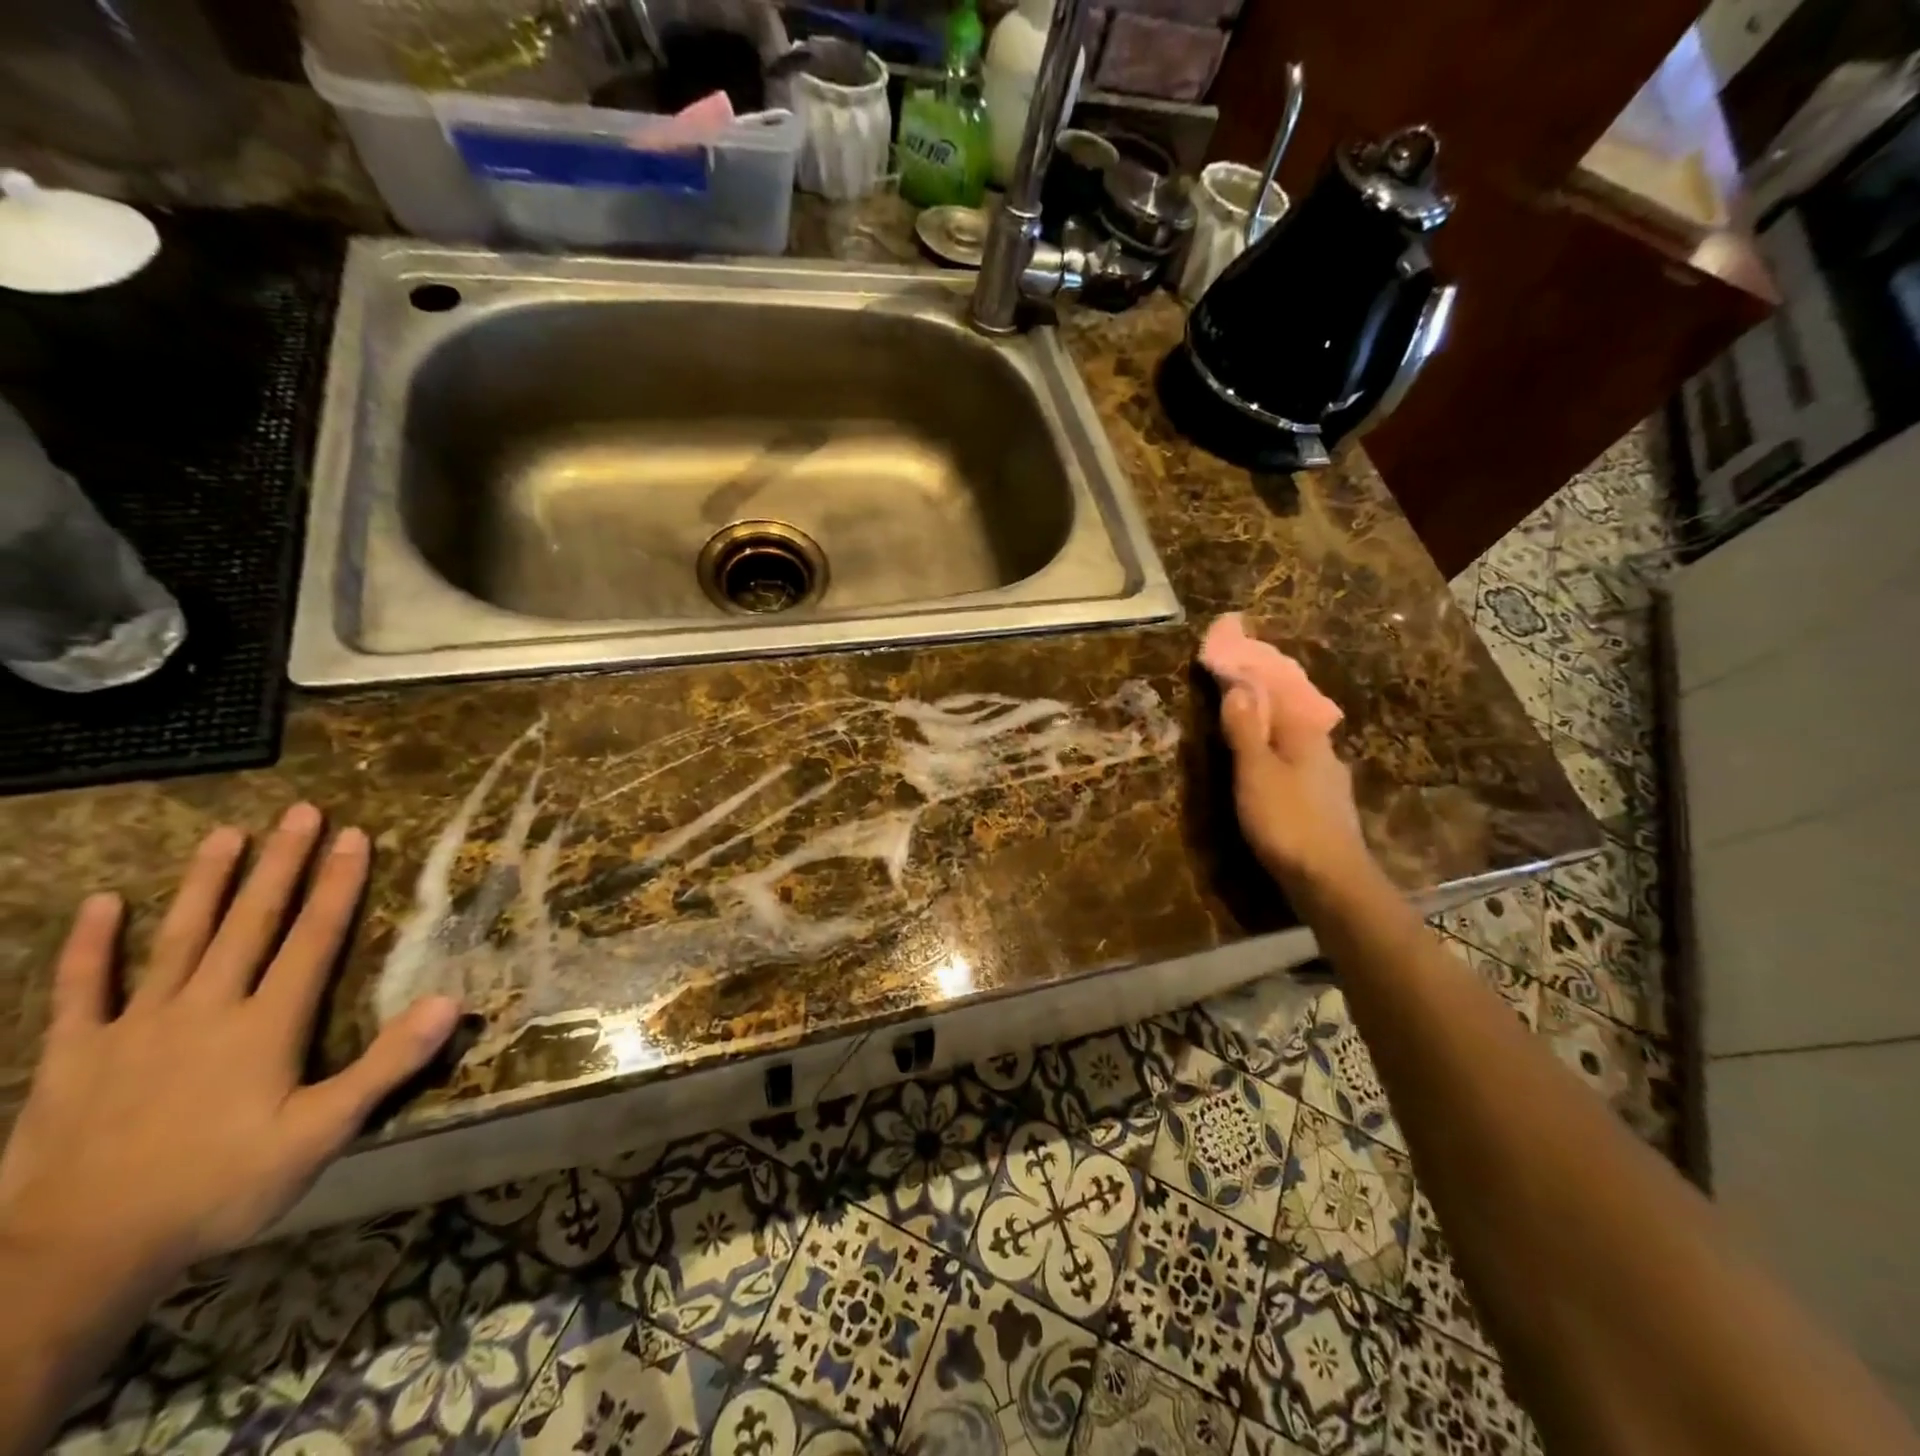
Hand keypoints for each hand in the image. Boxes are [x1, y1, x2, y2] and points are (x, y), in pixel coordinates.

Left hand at [0, 805, 461, 1291]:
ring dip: (206, 883)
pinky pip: (81, 988)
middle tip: (299, 811)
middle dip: (281, 863)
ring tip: (225, 833)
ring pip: (179, 938)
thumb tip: (450, 1001)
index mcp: (265, 1024)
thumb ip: (386, 1064)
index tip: (354, 836)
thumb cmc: (218, 1189)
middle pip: (252, 922)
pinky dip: (91, 944)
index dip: (338, 884)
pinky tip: (105, 903)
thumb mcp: (321, 1134)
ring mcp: (135, 1026)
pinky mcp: (75, 1054)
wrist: (77, 1255)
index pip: (313, 938)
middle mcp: (206, 1007)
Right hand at [1218, 685, 1369, 886]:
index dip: (1252, 679)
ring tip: (1245, 731)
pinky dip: (1278, 761)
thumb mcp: (1255, 771)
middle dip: (1263, 706)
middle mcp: (1323, 751)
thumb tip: (1237, 688)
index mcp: (1305, 735)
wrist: (1330, 880)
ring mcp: (1328, 782)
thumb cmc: (1287, 820)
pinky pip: (1297, 770)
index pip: (1278, 693)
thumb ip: (1245, 730)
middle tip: (1232, 695)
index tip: (1227, 667)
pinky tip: (1269, 773)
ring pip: (1295, 746)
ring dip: (1270, 736)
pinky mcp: (1325, 809)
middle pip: (1289, 718)